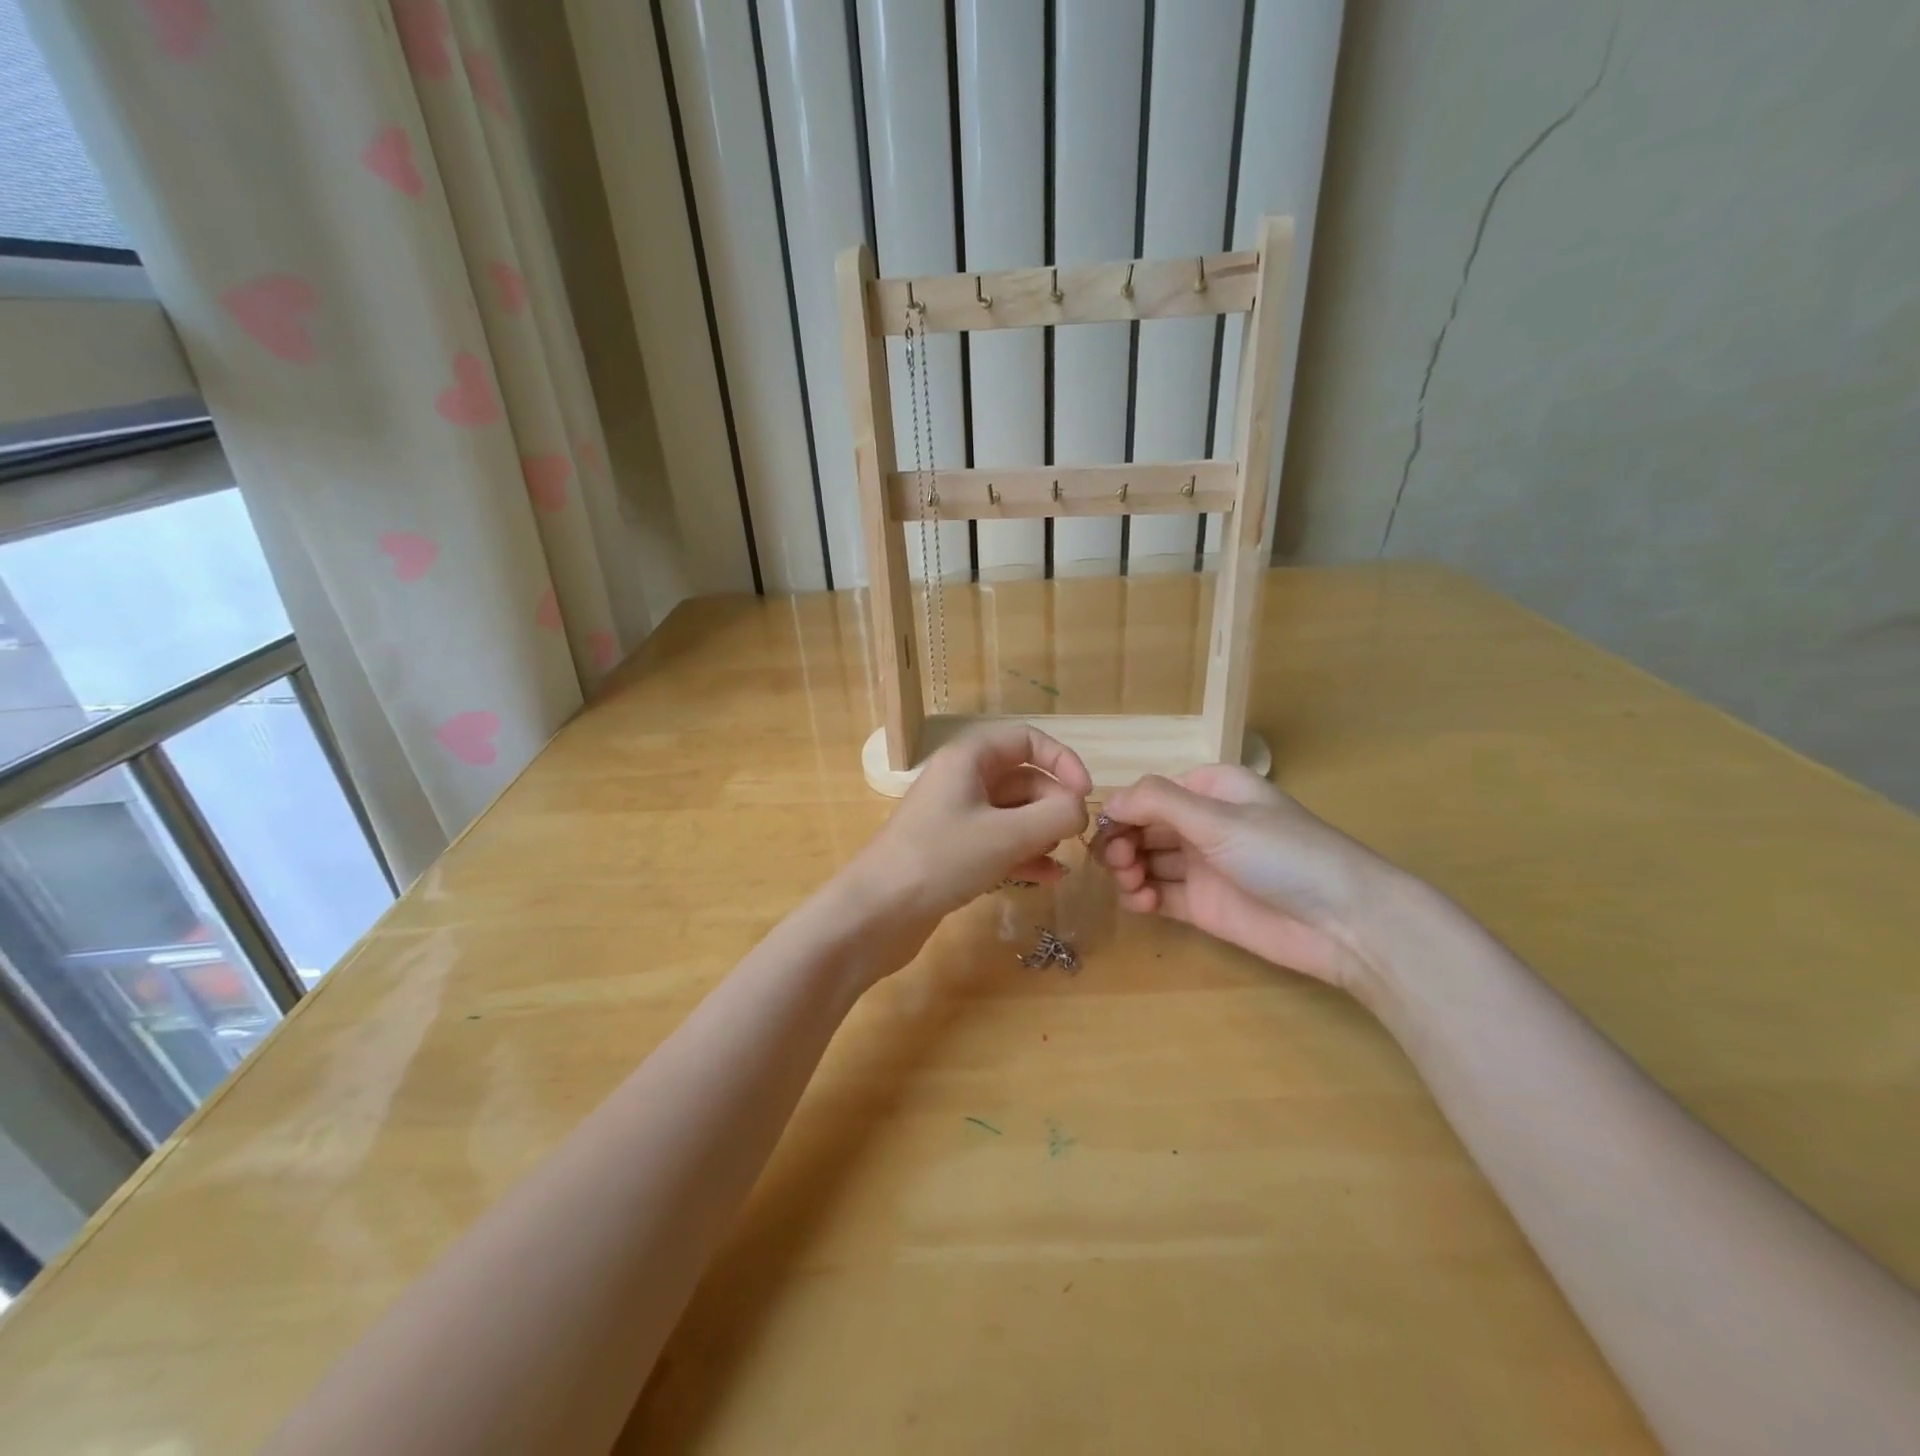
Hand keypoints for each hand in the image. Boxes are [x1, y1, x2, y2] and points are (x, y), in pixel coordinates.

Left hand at [844, 723, 1090, 953]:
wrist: (875, 913)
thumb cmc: (940, 860)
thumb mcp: (1007, 835)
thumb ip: (1055, 816)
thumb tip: (1081, 810)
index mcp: (968, 758)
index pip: (1025, 739)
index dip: (1062, 760)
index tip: (1086, 794)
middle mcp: (960, 780)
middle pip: (1022, 778)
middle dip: (1053, 804)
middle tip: (1074, 837)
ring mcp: (955, 817)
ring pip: (1012, 813)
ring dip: (1041, 831)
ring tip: (1060, 859)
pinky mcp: (952, 852)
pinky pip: (998, 842)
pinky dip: (1023, 854)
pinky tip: (1047, 878)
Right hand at [1097, 765, 1397, 989]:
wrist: (1344, 923)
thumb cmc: (1283, 854)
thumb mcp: (1219, 818)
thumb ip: (1158, 802)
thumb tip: (1107, 800)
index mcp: (1211, 790)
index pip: (1151, 794)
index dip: (1122, 809)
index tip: (1102, 830)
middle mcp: (1203, 824)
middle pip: (1143, 827)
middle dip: (1122, 841)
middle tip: (1118, 862)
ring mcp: (1202, 866)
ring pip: (1145, 860)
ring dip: (1128, 869)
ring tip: (1131, 884)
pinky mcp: (1203, 905)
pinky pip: (1158, 894)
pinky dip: (1141, 897)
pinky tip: (1141, 903)